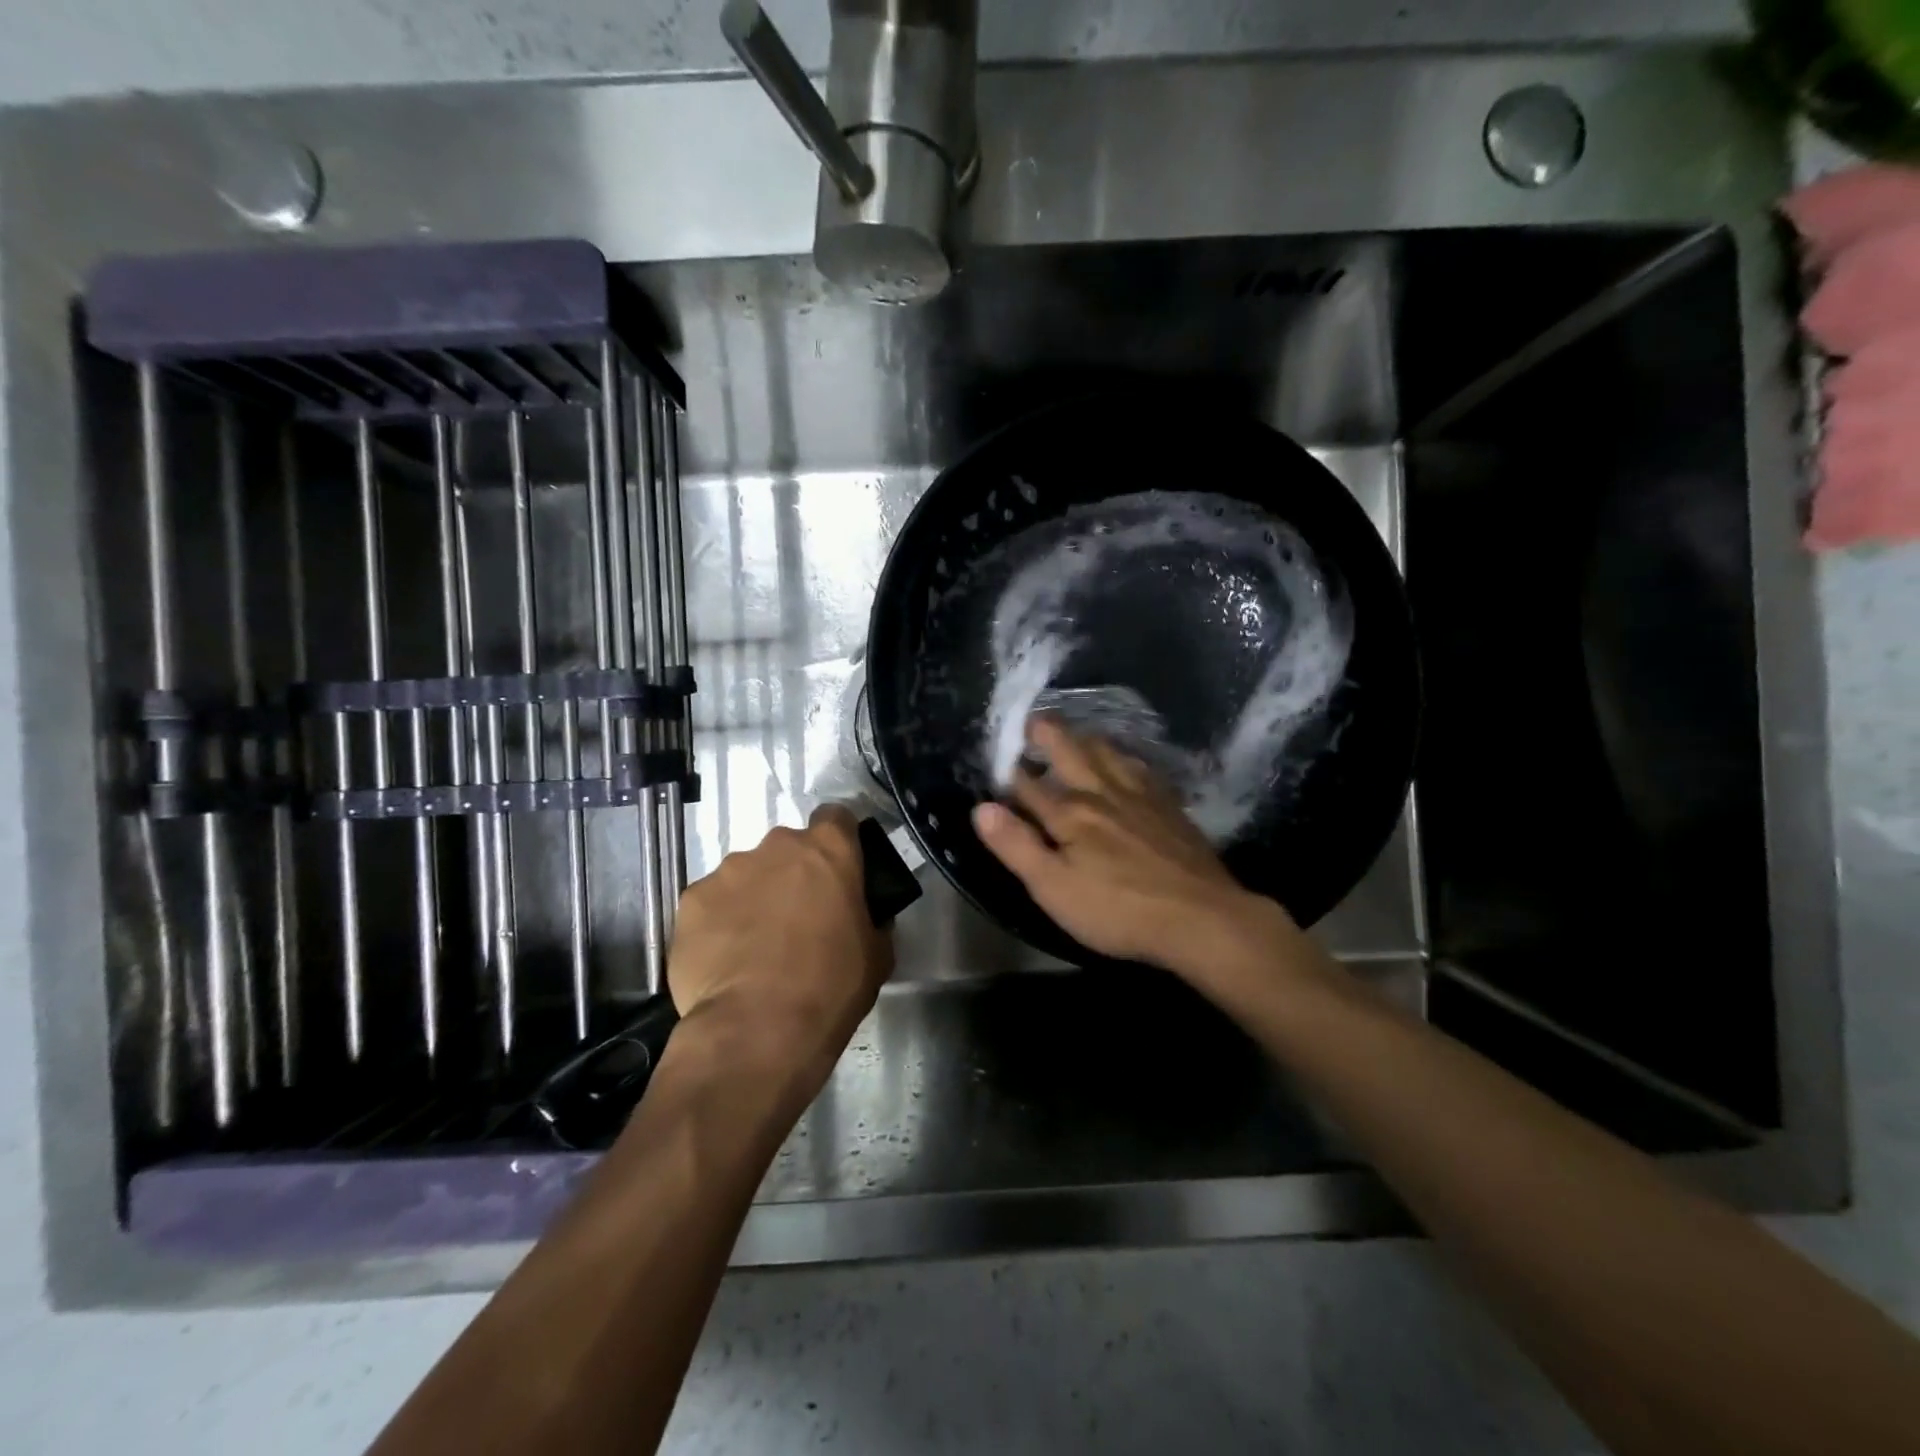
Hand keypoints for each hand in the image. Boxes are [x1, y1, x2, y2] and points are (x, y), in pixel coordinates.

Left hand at [668, 804, 890, 1089]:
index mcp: (828, 850)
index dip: (838, 841)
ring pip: (746, 874)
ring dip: (754, 897)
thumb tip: (861, 916)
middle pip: (787, 848)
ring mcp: (728, 870)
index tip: (837, 871)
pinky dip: (718, 922)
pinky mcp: (691, 900)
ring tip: (754, 946)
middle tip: (797, 918)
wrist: (757, 1029)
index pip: (836, 818)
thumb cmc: (831, 986)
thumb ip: (871, 919)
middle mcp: (776, 846)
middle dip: (792, 874)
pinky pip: (711, 903)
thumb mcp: (876, 954)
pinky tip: (724, 959)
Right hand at [971, 717, 1299, 981]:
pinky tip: (1127, 761)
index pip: (1029, 785)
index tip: (996, 757)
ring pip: (1107, 752)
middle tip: (1032, 720)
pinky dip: (1125, 757)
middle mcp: (1102, 792)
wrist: (1200, 915)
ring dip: (1085, 738)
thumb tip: (981, 808)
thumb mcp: (1054, 888)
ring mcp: (1140, 795)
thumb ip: (1016, 846)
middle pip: (1070, 752)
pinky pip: (1141, 767)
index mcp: (1069, 813)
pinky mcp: (1169, 805)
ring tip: (1074, 732)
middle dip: (1047, 734)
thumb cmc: (1118, 909)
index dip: (1009, 772)